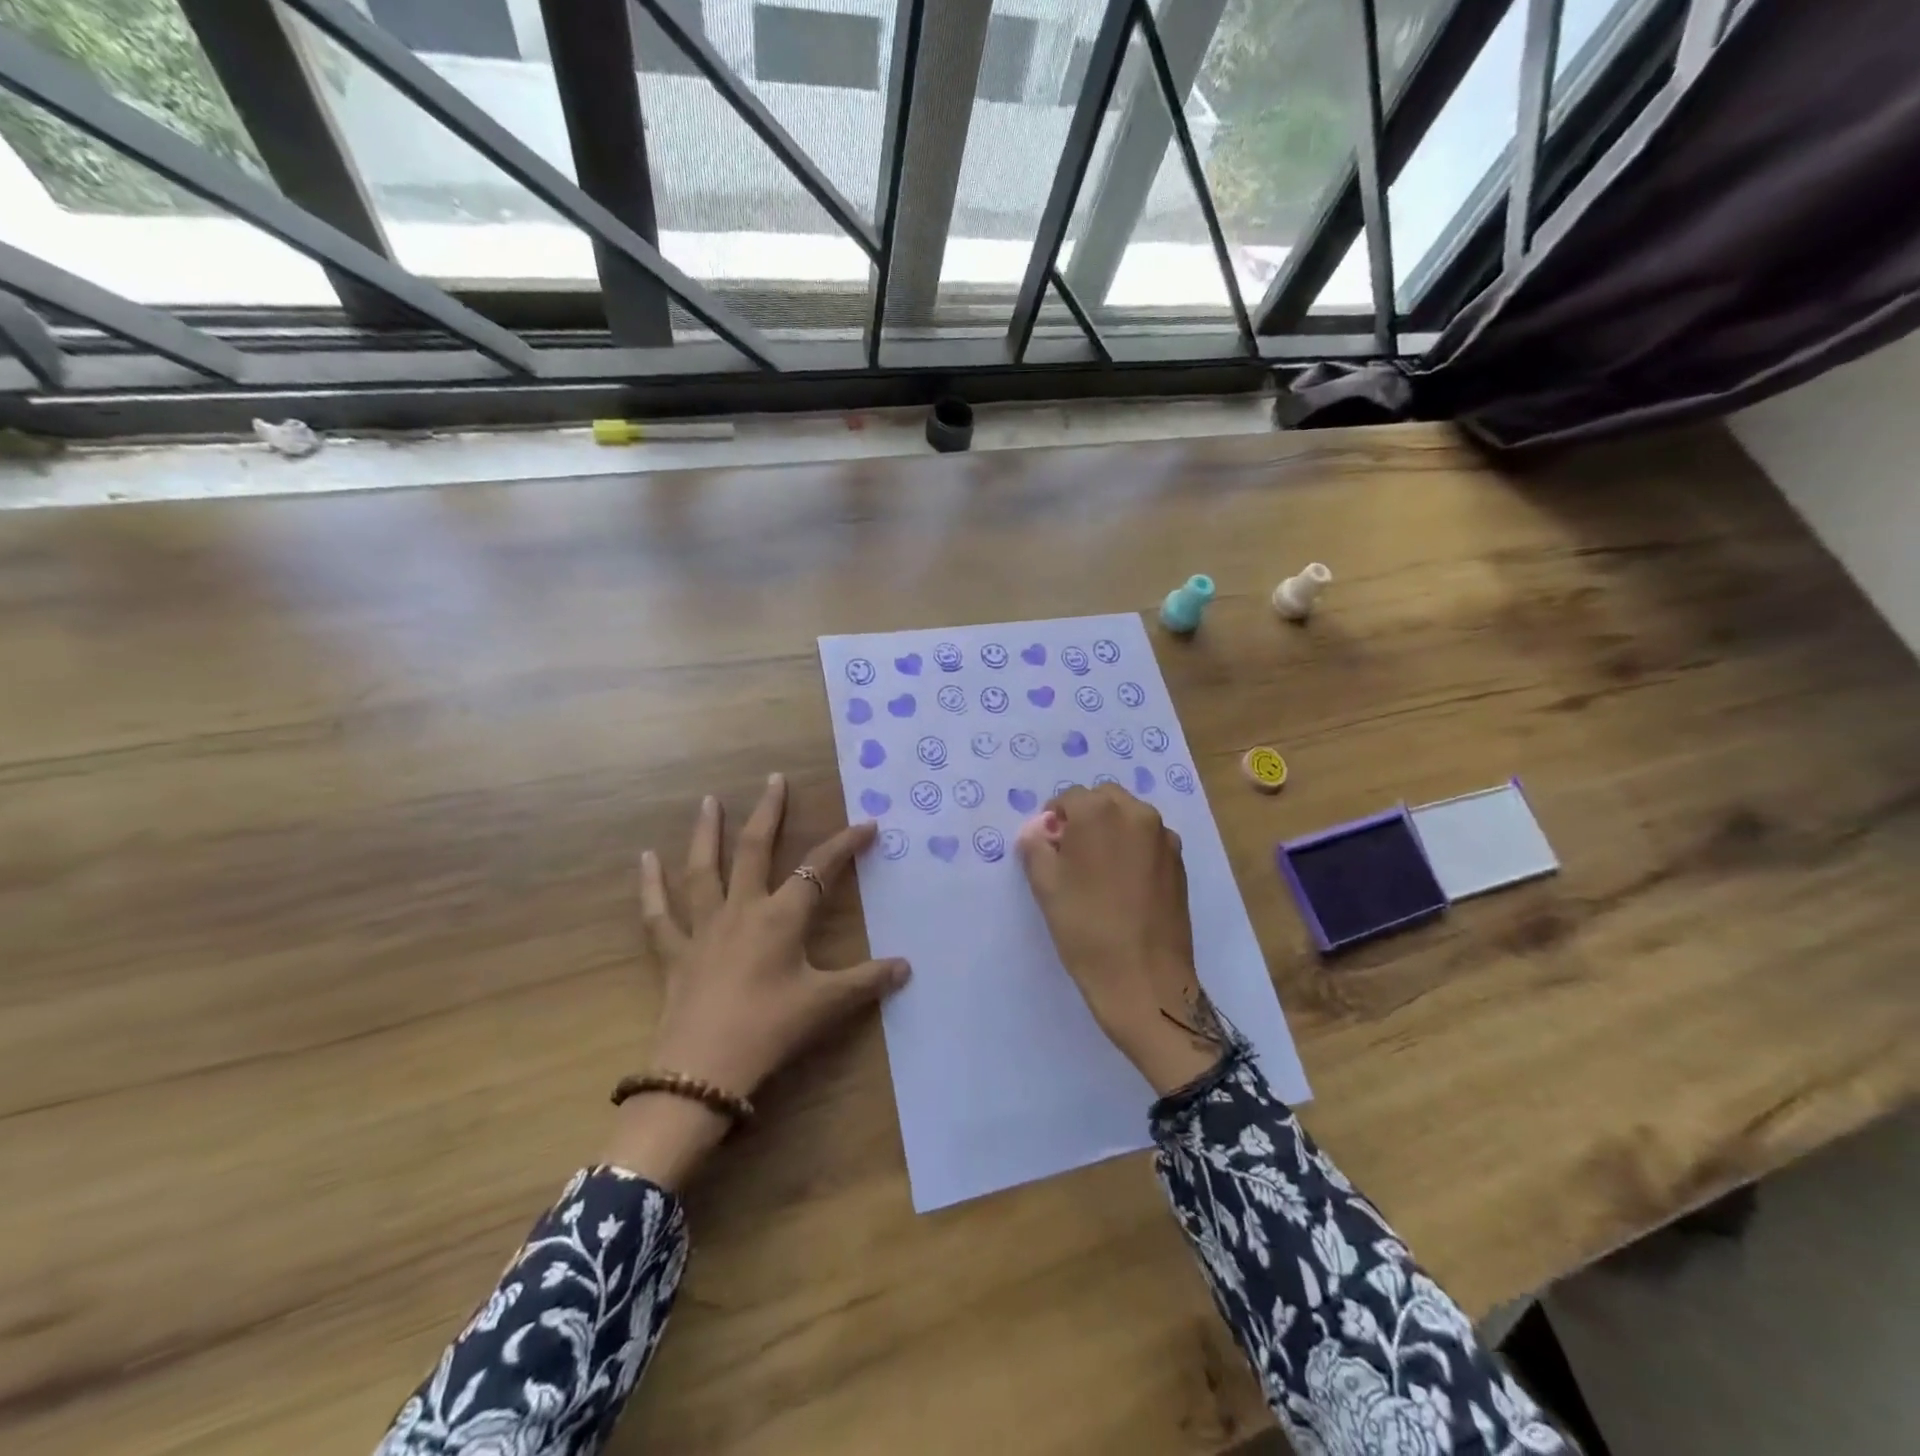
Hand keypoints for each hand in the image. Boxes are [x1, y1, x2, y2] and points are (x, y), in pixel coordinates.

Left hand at [604, 774, 908, 1187]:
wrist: (704, 1072)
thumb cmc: (770, 1030)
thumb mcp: (826, 1005)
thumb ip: (867, 981)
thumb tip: (906, 967)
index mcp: (782, 917)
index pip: (821, 869)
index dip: (846, 844)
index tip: (868, 824)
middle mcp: (743, 910)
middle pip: (757, 850)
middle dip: (770, 813)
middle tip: (774, 779)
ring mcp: (704, 928)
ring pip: (704, 869)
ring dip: (708, 833)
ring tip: (709, 800)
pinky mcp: (675, 953)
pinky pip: (659, 914)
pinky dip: (650, 886)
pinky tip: (645, 858)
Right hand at [1019, 785, 1228, 1095]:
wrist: (1144, 979)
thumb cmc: (1086, 928)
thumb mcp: (1045, 886)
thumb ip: (1036, 846)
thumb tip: (1040, 830)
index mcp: (1100, 812)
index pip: (1068, 798)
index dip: (1053, 820)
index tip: (1048, 849)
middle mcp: (1137, 814)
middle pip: (1103, 799)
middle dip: (1085, 818)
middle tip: (1071, 856)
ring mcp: (1164, 838)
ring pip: (1129, 818)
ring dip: (1111, 830)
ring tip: (1099, 872)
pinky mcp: (1179, 863)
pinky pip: (1149, 840)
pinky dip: (1133, 849)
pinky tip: (1124, 885)